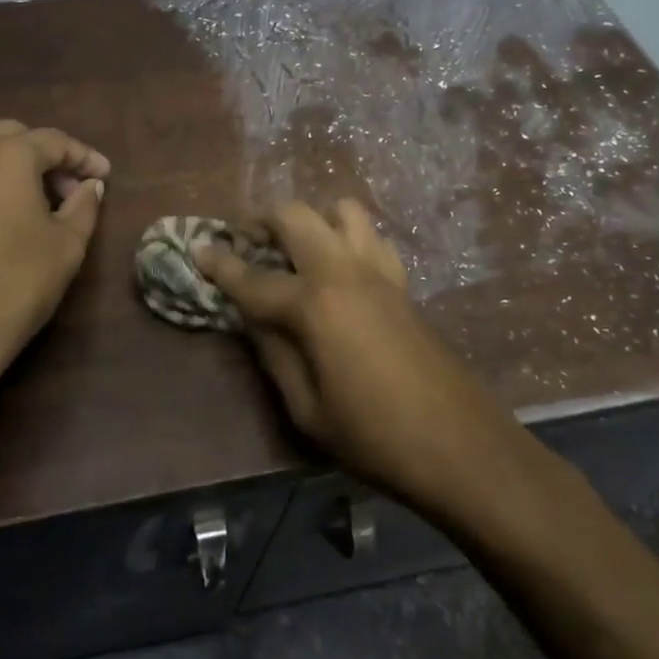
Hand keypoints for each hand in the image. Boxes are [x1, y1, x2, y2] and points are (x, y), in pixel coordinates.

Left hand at [0, 120, 109, 444]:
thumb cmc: (17, 280)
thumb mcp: (67, 243)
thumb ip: (84, 205)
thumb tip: (90, 186)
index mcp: (6, 154)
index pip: (54, 141)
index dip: (84, 157)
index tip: (105, 177)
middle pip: (18, 136)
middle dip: (50, 156)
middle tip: (75, 187)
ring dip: (23, 165)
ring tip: (50, 201)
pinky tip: (19, 211)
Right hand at [197, 199, 519, 518]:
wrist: (461, 447)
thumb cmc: (374, 437)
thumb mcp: (307, 409)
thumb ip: (274, 353)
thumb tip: (254, 319)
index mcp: (313, 305)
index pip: (253, 277)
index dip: (220, 263)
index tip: (197, 248)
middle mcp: (343, 272)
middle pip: (296, 216)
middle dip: (264, 220)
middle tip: (247, 240)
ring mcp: (378, 272)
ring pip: (342, 211)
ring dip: (313, 219)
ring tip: (297, 249)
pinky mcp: (401, 283)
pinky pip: (371, 238)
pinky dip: (348, 238)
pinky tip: (341, 269)